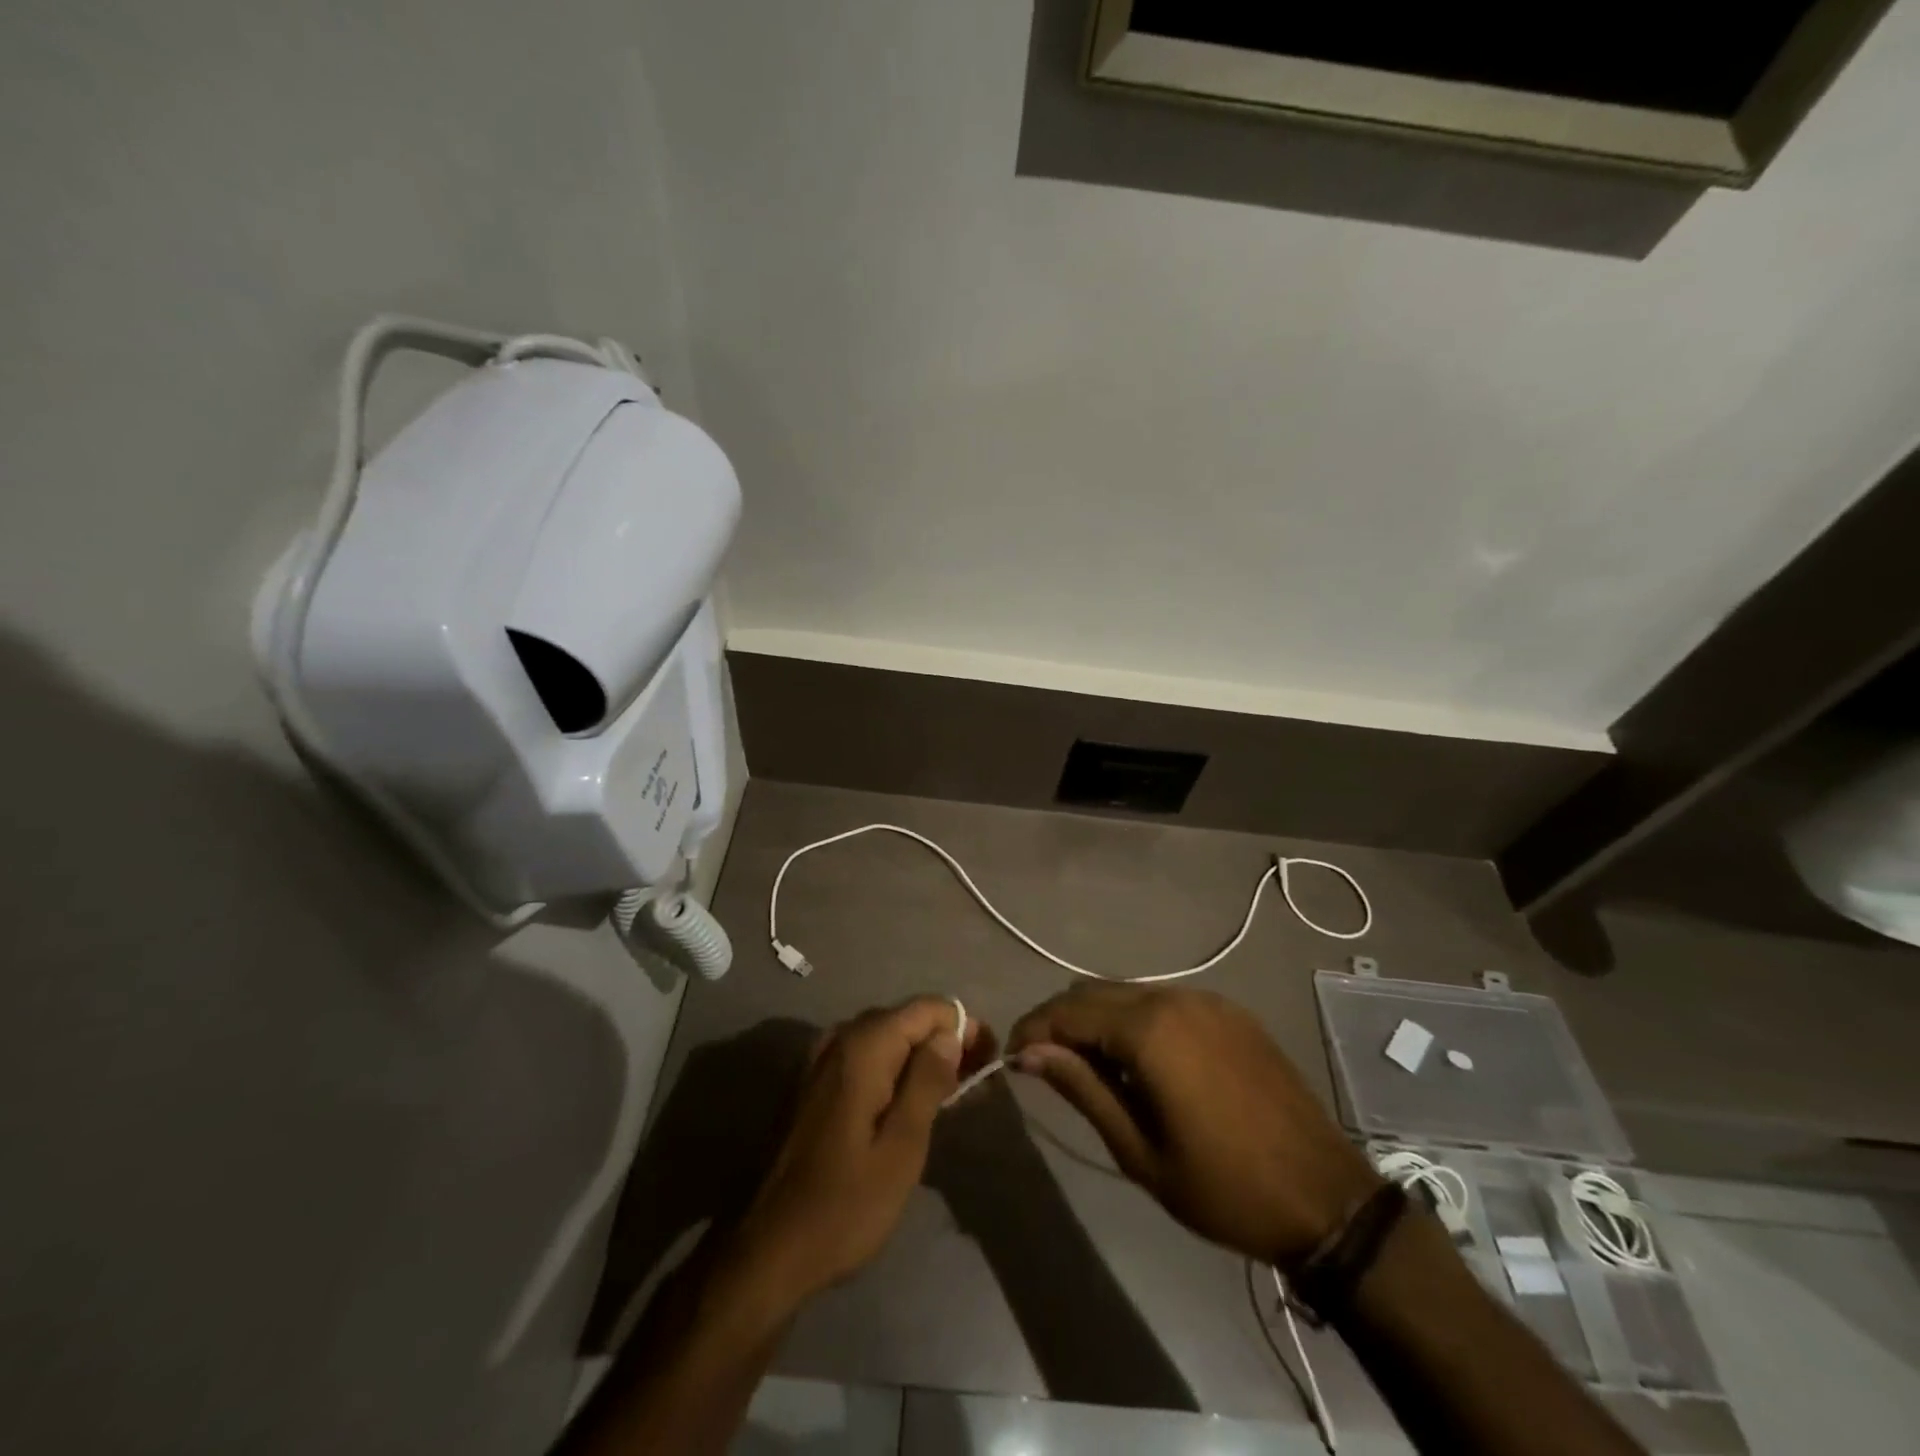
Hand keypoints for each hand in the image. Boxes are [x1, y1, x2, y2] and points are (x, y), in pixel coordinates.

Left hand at [734, 997, 992, 1303]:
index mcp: (863, 1047)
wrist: (768, 1250)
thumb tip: (950, 1033)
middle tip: (974, 1086)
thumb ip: (928, 1081)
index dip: (964, 1028)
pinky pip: (864, 1058)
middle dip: (945, 1042)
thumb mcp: (902, 1148)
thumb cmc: (844, 1206)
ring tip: (951, 1098)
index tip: (987, 1063)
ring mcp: (821, 1060)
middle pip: (906, 1019)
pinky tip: (908, 1105)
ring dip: (920, 1058)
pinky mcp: (813, 1083)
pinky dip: (893, 1071)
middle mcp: (839, 1039)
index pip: (928, 1008)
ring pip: (886, 1038)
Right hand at [1009, 985, 1379, 1269]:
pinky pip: (1165, 1000)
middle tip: (1045, 1064)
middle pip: (1094, 991)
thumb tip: (1028, 1052)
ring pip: (1128, 992)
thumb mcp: (1140, 1150)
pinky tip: (1144, 1062)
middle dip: (1061, 1020)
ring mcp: (1207, 999)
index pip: (1067, 1010)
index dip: (1032, 1029)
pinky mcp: (1230, 1011)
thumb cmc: (1224, 1187)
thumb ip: (1081, 1088)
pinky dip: (1137, 1019)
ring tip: (1093, 1068)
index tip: (1012, 1058)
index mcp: (1149, 1029)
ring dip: (1099, 1019)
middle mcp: (1174, 997)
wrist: (1327, 1198)